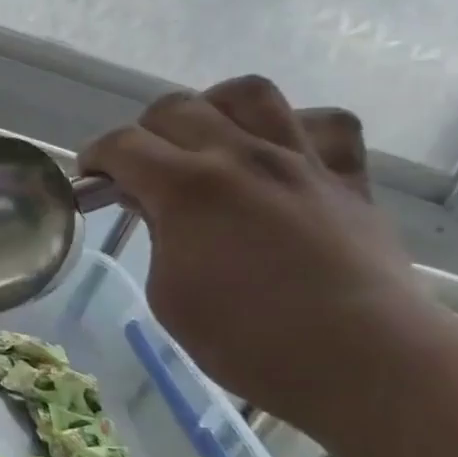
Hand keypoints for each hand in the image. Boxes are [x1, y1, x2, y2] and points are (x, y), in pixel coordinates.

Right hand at [81, 76, 444, 422]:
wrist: (366, 362)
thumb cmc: (249, 341)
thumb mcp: (169, 295)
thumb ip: (158, 237)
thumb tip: (157, 205)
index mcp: (187, 188)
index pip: (122, 145)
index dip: (96, 157)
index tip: (92, 179)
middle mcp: (240, 157)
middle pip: (176, 107)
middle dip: (145, 132)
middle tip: (144, 169)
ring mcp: (299, 161)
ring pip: (249, 94)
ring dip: (215, 109)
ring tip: (209, 141)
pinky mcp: (347, 178)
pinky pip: (327, 124)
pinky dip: (298, 129)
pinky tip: (282, 155)